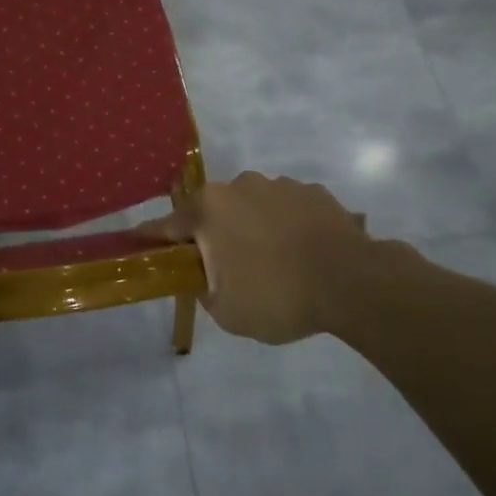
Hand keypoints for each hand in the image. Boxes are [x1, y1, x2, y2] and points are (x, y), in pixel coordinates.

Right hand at [140, 172, 428, 346]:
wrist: (354, 283)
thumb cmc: (278, 296)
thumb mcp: (226, 310)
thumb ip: (203, 288)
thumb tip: (204, 275)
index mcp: (209, 209)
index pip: (167, 225)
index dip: (152, 239)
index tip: (140, 244)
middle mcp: (238, 186)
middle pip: (212, 212)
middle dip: (213, 236)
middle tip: (227, 270)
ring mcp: (279, 185)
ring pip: (251, 208)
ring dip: (252, 229)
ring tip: (274, 264)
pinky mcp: (313, 192)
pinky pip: (286, 209)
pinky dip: (285, 226)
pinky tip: (301, 253)